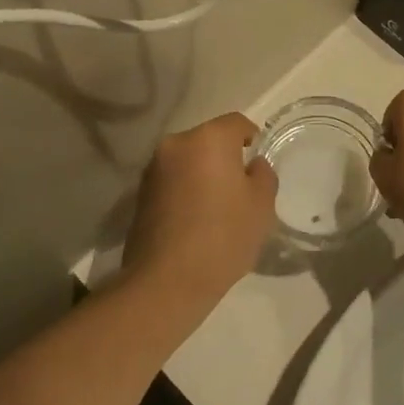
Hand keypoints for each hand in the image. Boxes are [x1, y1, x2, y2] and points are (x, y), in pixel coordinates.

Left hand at [122, 114, 276, 315]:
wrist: (166, 281)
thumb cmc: (223, 236)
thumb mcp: (262, 205)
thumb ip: (263, 174)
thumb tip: (252, 165)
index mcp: (209, 138)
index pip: (237, 123)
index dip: (252, 139)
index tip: (258, 164)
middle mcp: (176, 144)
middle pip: (209, 140)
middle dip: (225, 157)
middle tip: (240, 188)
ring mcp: (153, 169)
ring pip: (188, 161)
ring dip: (202, 174)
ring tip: (215, 208)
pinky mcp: (139, 194)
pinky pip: (172, 181)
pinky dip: (185, 190)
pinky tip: (194, 220)